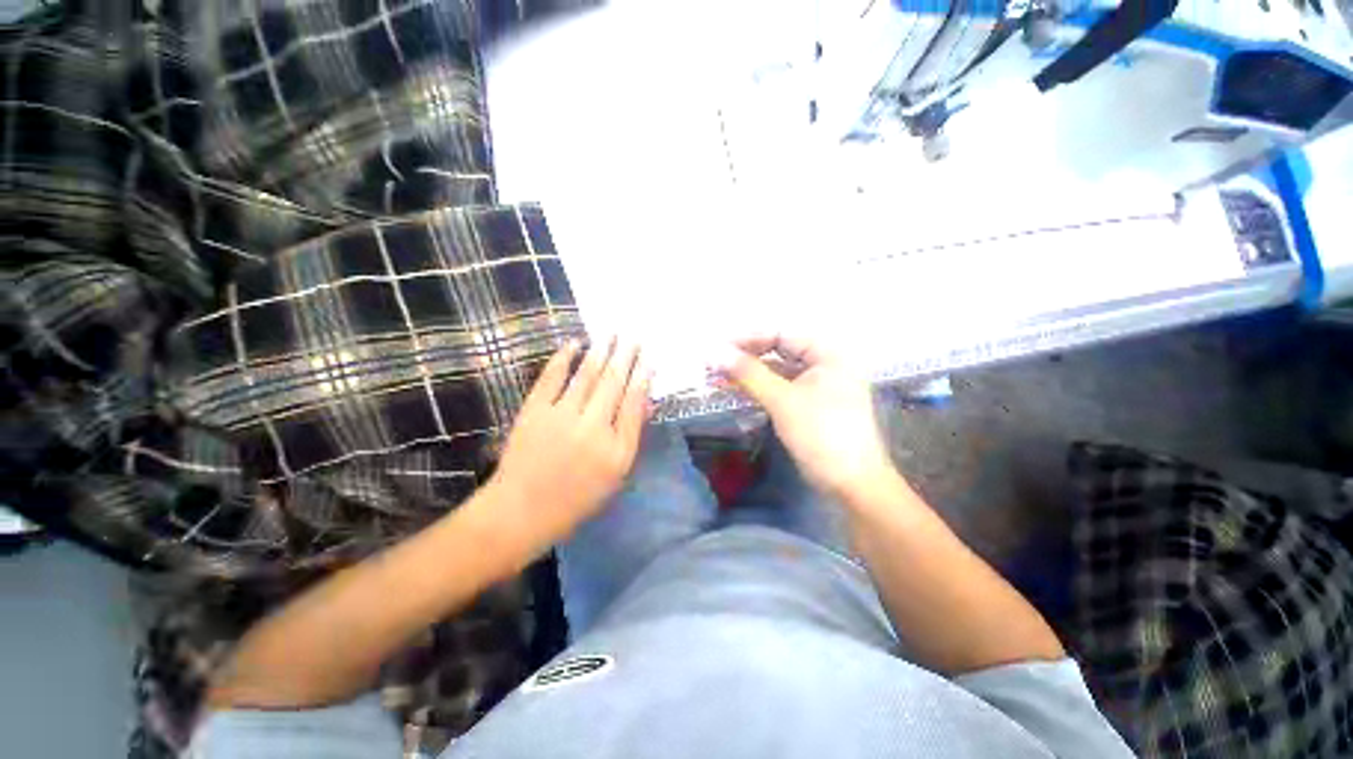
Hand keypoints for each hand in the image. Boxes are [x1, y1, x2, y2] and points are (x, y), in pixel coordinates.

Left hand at [488, 338, 650, 548]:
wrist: (521, 510)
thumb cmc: (576, 498)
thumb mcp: (615, 475)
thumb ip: (631, 436)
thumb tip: (645, 402)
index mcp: (616, 450)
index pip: (634, 404)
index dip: (642, 378)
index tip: (648, 359)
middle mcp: (593, 429)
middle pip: (614, 384)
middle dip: (626, 357)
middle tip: (634, 337)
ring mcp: (562, 417)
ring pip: (588, 375)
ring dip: (601, 351)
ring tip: (611, 333)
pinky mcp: (535, 411)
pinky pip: (553, 377)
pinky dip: (564, 358)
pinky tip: (575, 343)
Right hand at [718, 334, 896, 501]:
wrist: (851, 484)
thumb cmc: (821, 434)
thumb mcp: (782, 400)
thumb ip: (748, 373)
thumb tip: (714, 352)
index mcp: (828, 354)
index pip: (782, 335)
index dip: (749, 338)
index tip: (718, 347)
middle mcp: (825, 364)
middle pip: (779, 352)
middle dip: (747, 357)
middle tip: (715, 363)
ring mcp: (818, 386)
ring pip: (778, 372)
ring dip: (750, 374)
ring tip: (718, 376)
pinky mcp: (809, 405)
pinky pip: (780, 389)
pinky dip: (759, 389)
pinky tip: (737, 390)